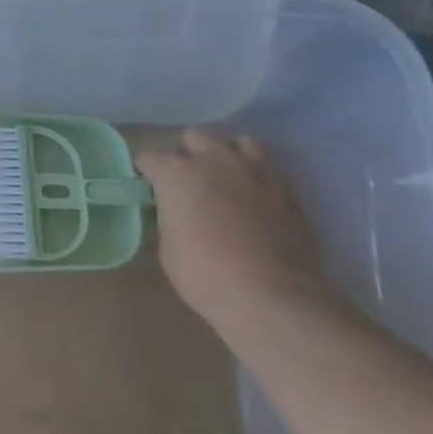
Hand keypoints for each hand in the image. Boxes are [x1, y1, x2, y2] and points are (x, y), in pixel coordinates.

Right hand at [136, 130, 330, 330]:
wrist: (271, 296)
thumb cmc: (206, 275)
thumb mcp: (168, 248)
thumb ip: (169, 218)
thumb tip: (173, 214)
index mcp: (176, 173)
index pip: (149, 158)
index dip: (147, 173)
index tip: (149, 188)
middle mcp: (213, 160)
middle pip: (193, 137)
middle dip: (187, 154)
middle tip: (188, 181)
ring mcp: (253, 170)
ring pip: (236, 142)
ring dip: (226, 155)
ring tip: (226, 178)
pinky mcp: (285, 188)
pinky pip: (267, 166)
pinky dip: (256, 174)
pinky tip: (255, 195)